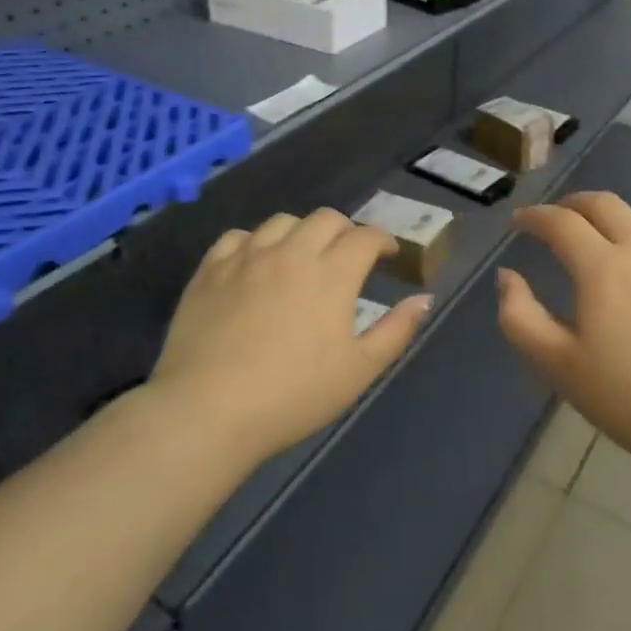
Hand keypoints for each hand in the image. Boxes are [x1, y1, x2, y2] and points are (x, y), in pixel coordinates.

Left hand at [149, 209, 430, 465]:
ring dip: (301, 232)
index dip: (382, 241)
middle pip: (326, 219)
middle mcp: (292, 253)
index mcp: (332, 274)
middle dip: (345, 231)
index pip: (365, 237)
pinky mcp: (210, 270)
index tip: (388, 256)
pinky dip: (254, 242)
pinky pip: (237, 237)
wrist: (206, 412)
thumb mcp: (358, 371)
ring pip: (282, 221)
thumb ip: (396, 330)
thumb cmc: (292, 396)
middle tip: (347, 258)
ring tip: (301, 257)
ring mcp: (247, 258)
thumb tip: (424, 298)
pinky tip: (255, 263)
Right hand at [498, 192, 630, 490]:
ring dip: (610, 216)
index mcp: (603, 267)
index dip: (534, 216)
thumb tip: (507, 277)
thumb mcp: (557, 365)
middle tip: (556, 218)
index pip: (561, 222)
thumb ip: (520, 316)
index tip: (519, 222)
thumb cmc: (626, 397)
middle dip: (572, 203)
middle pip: (604, 203)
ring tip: (597, 237)